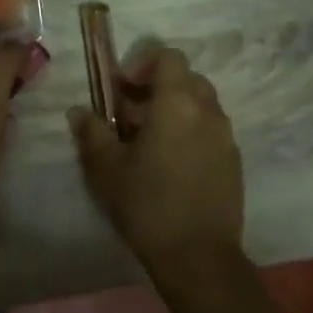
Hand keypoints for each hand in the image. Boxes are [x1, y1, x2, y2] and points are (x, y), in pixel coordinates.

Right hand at [69, 46, 244, 278]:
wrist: (198, 256)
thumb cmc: (147, 204)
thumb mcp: (106, 168)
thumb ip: (91, 132)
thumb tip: (79, 111)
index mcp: (177, 103)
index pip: (168, 56)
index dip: (142, 63)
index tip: (121, 89)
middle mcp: (208, 111)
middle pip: (185, 78)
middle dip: (156, 88)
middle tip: (129, 116)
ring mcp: (226, 137)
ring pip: (200, 105)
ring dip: (173, 111)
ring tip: (147, 143)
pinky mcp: (234, 161)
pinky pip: (210, 130)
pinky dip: (189, 132)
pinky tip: (169, 165)